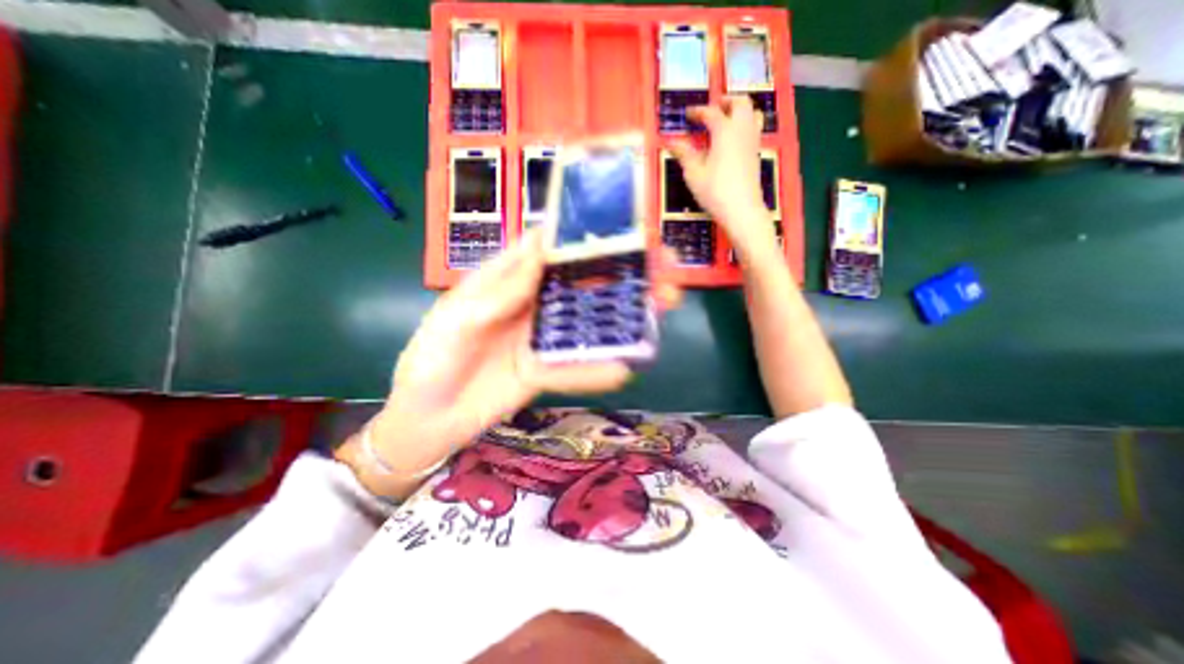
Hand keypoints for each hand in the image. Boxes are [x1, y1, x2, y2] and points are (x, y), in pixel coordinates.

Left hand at [338, 229, 680, 498]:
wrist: (427, 419)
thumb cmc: (431, 361)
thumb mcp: (456, 319)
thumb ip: (498, 292)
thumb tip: (542, 253)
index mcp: (507, 280)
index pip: (551, 246)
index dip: (586, 232)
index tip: (627, 225)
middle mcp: (533, 302)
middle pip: (583, 280)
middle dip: (623, 270)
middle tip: (664, 266)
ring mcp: (544, 336)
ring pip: (590, 318)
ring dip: (626, 312)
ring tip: (665, 303)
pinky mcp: (548, 369)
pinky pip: (578, 366)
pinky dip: (600, 367)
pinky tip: (627, 366)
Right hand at [670, 97, 784, 256]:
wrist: (742, 209)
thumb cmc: (715, 191)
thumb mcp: (694, 174)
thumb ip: (684, 154)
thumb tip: (672, 141)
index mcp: (724, 131)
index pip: (711, 112)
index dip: (698, 111)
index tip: (688, 114)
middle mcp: (742, 130)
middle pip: (740, 102)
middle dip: (725, 101)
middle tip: (711, 110)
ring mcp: (752, 141)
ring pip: (752, 112)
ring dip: (739, 110)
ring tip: (724, 120)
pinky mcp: (756, 153)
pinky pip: (754, 127)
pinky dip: (744, 124)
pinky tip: (732, 139)